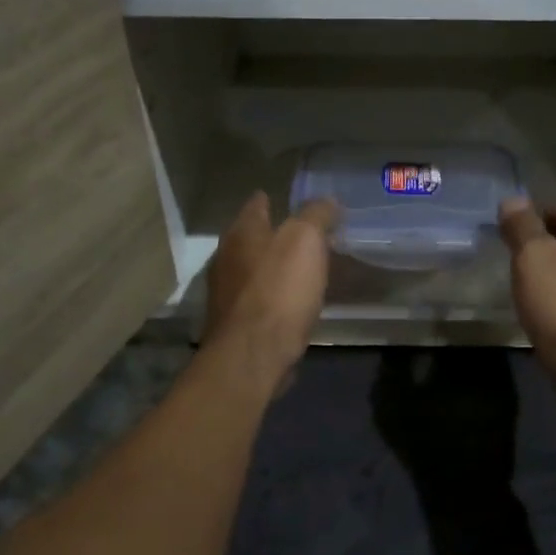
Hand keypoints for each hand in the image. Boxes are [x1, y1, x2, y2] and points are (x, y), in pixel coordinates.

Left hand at [203, 192, 337, 389]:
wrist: (253, 356)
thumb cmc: (279, 290)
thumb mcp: (306, 240)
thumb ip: (316, 215)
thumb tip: (328, 201)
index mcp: (241, 233)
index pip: (256, 204)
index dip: (273, 199)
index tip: (289, 198)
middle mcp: (227, 258)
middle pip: (253, 238)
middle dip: (275, 235)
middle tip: (306, 235)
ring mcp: (228, 294)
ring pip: (255, 270)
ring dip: (275, 268)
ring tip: (304, 269)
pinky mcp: (236, 324)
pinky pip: (260, 300)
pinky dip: (275, 296)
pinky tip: (293, 303)